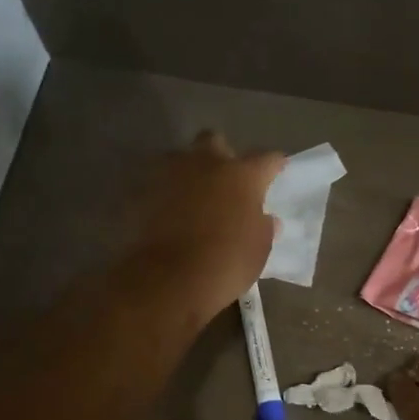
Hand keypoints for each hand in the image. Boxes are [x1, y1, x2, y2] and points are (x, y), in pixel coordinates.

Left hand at [123, 130, 284, 324]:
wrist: (171, 278)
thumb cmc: (227, 263)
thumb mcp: (259, 249)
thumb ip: (263, 227)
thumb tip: (267, 219)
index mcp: (243, 175)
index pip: (266, 158)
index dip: (273, 164)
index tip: (276, 169)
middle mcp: (207, 163)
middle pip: (214, 141)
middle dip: (220, 154)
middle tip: (224, 178)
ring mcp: (171, 173)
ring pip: (180, 158)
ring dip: (188, 170)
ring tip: (191, 194)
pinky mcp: (142, 190)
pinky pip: (157, 183)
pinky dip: (164, 193)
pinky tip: (167, 211)